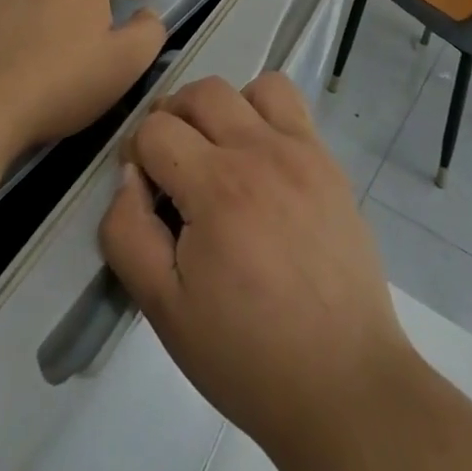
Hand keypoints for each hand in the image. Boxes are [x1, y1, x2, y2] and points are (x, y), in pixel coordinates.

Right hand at [100, 74, 415, 462]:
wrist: (343, 384)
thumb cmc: (246, 355)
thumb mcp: (164, 310)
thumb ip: (128, 233)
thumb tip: (129, 177)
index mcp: (216, 187)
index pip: (155, 130)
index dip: (136, 155)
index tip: (145, 194)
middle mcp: (260, 152)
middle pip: (200, 92)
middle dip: (171, 118)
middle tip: (171, 164)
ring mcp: (302, 151)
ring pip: (251, 86)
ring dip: (224, 108)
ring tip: (219, 153)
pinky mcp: (329, 162)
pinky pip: (292, 105)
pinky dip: (265, 114)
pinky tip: (262, 161)